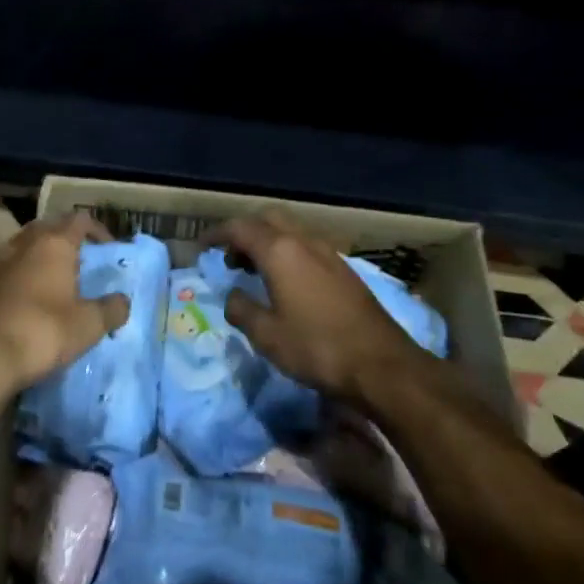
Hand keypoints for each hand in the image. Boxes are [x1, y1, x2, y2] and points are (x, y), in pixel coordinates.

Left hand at [0, 212, 131, 397]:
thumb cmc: (44, 332)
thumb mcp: (89, 325)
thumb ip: (111, 309)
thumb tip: (123, 302)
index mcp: (53, 244)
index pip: (79, 220)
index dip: (97, 230)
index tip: (108, 249)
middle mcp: (22, 244)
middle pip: (48, 228)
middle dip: (65, 240)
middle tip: (80, 262)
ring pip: (23, 248)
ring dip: (39, 258)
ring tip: (54, 282)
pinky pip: (6, 271)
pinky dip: (20, 278)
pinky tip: (27, 302)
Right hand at [207, 209, 424, 405]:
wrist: (382, 364)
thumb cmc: (317, 348)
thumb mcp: (267, 336)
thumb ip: (241, 310)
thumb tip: (232, 295)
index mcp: (280, 251)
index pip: (240, 228)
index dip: (217, 234)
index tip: (201, 246)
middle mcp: (304, 242)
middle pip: (268, 219)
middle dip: (244, 231)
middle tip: (229, 257)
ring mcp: (328, 253)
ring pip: (290, 230)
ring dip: (267, 241)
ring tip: (252, 270)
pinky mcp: (343, 269)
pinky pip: (305, 246)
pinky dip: (286, 252)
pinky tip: (284, 282)